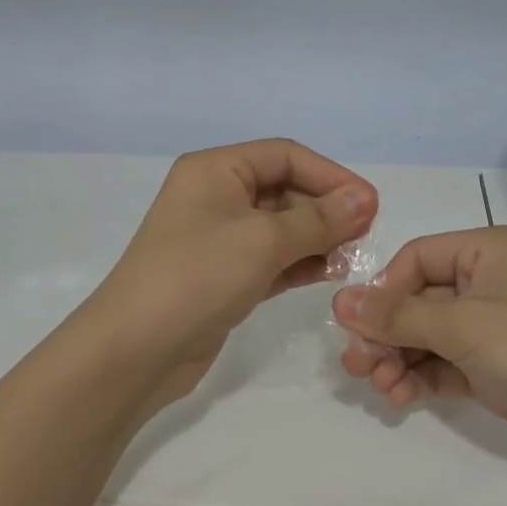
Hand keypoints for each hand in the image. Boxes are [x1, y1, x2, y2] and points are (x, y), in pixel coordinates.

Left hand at [96, 140, 377, 411]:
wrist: (136, 350)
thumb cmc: (197, 277)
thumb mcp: (262, 240)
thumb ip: (318, 219)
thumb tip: (364, 198)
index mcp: (215, 170)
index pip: (285, 156)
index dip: (331, 175)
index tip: (370, 204)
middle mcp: (216, 196)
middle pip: (284, 189)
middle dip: (326, 209)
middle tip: (365, 235)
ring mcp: (219, 239)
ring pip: (281, 227)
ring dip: (318, 237)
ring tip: (352, 257)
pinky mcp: (224, 276)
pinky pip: (271, 258)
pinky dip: (300, 262)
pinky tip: (329, 273)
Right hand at [331, 226, 506, 501]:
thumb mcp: (465, 326)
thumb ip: (398, 315)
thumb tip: (338, 301)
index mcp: (492, 250)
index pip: (418, 257)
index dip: (385, 290)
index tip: (358, 326)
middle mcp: (494, 282)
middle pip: (420, 299)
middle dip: (387, 332)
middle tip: (355, 366)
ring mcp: (498, 329)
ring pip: (430, 335)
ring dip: (400, 358)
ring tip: (379, 386)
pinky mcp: (500, 370)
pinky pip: (447, 364)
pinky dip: (422, 377)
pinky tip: (401, 397)